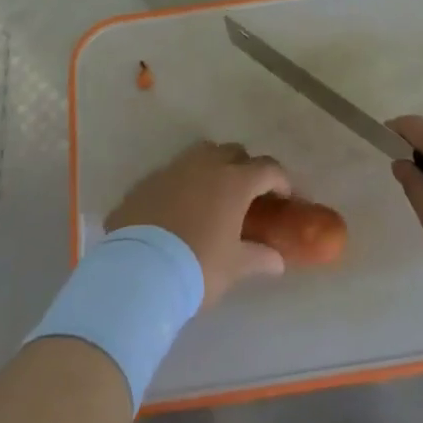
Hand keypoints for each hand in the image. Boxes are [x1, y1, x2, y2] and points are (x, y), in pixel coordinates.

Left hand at [106, 142, 292, 305]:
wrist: (138, 270)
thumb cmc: (197, 266)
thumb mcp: (234, 267)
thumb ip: (259, 258)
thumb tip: (277, 261)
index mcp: (234, 182)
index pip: (268, 168)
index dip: (280, 180)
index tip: (284, 197)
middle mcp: (205, 165)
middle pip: (234, 152)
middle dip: (246, 167)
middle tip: (248, 195)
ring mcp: (173, 169)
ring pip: (201, 154)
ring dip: (213, 167)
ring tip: (213, 195)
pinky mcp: (147, 181)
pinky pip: (173, 173)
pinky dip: (183, 183)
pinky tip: (180, 208)